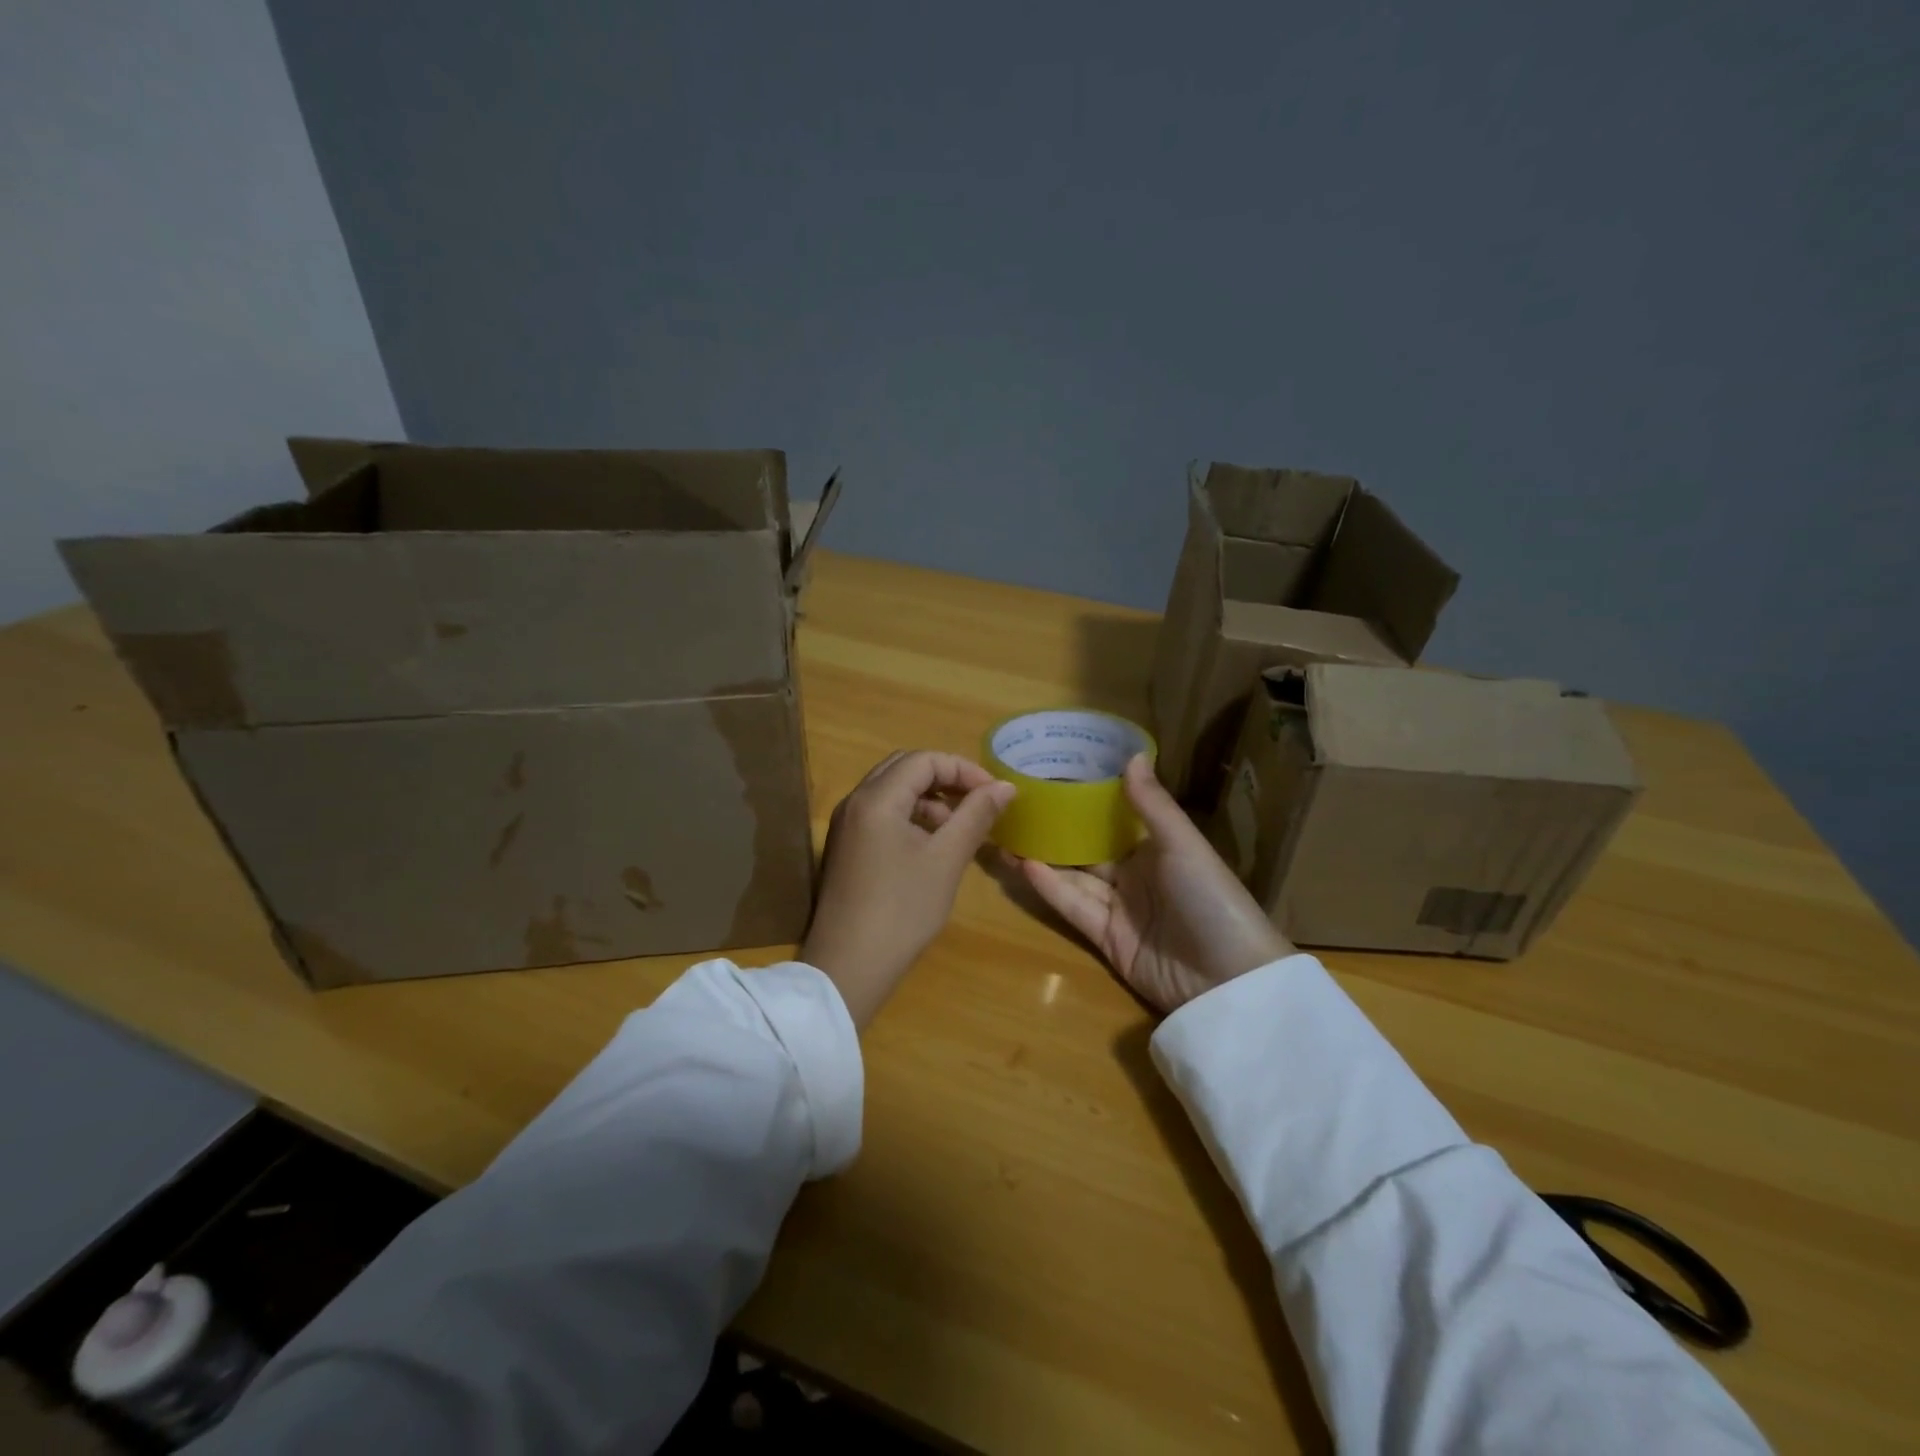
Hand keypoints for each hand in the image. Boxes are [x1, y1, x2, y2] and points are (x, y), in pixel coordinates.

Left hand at [801, 750, 1015, 1028]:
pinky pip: (881, 813)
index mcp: (877, 798)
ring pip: (892, 791)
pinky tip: (931, 845)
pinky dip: (910, 816)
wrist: (848, 966)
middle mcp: (855, 802)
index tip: (994, 793)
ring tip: (959, 826)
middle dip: (945, 778)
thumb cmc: (903, 910)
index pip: (924, 760)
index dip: (963, 769)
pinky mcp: (845, 847)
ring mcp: (846, 825)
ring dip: (928, 798)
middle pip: (904, 768)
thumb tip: (1005, 786)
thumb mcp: (947, 859)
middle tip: (977, 800)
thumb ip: (976, 815)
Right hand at [1013, 754, 1293, 1013]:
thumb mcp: (1184, 846)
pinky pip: (1073, 906)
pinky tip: (1023, 865)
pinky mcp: (1105, 939)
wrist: (1228, 981)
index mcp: (1156, 849)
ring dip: (1042, 857)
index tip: (1049, 776)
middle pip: (1086, 848)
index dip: (1083, 801)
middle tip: (1014, 808)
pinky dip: (1049, 887)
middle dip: (1054, 831)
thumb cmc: (1211, 899)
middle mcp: (1134, 875)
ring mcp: (1118, 908)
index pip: (1112, 819)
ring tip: (1005, 834)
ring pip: (1073, 876)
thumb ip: (1152, 804)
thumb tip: (1130, 753)